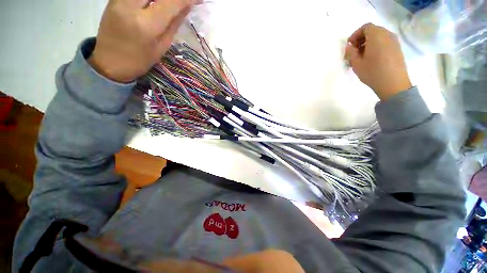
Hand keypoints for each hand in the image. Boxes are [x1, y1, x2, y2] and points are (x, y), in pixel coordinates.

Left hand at [88, 0, 199, 82]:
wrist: (109, 62)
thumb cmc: (139, 60)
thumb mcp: (161, 47)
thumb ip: (173, 24)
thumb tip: (186, 7)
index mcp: (146, 24)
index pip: (171, 2)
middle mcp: (131, 5)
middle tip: (182, 2)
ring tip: (170, 4)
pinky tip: (156, 4)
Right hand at [345, 23, 411, 100]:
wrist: (393, 83)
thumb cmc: (372, 72)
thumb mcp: (356, 63)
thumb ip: (351, 52)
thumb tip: (349, 46)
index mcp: (377, 36)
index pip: (365, 27)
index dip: (355, 35)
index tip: (349, 46)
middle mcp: (387, 35)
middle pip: (372, 31)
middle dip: (361, 40)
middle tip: (353, 53)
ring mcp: (394, 41)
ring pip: (378, 37)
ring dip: (368, 44)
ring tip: (361, 57)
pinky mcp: (397, 49)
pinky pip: (384, 42)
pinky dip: (376, 46)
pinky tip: (371, 59)